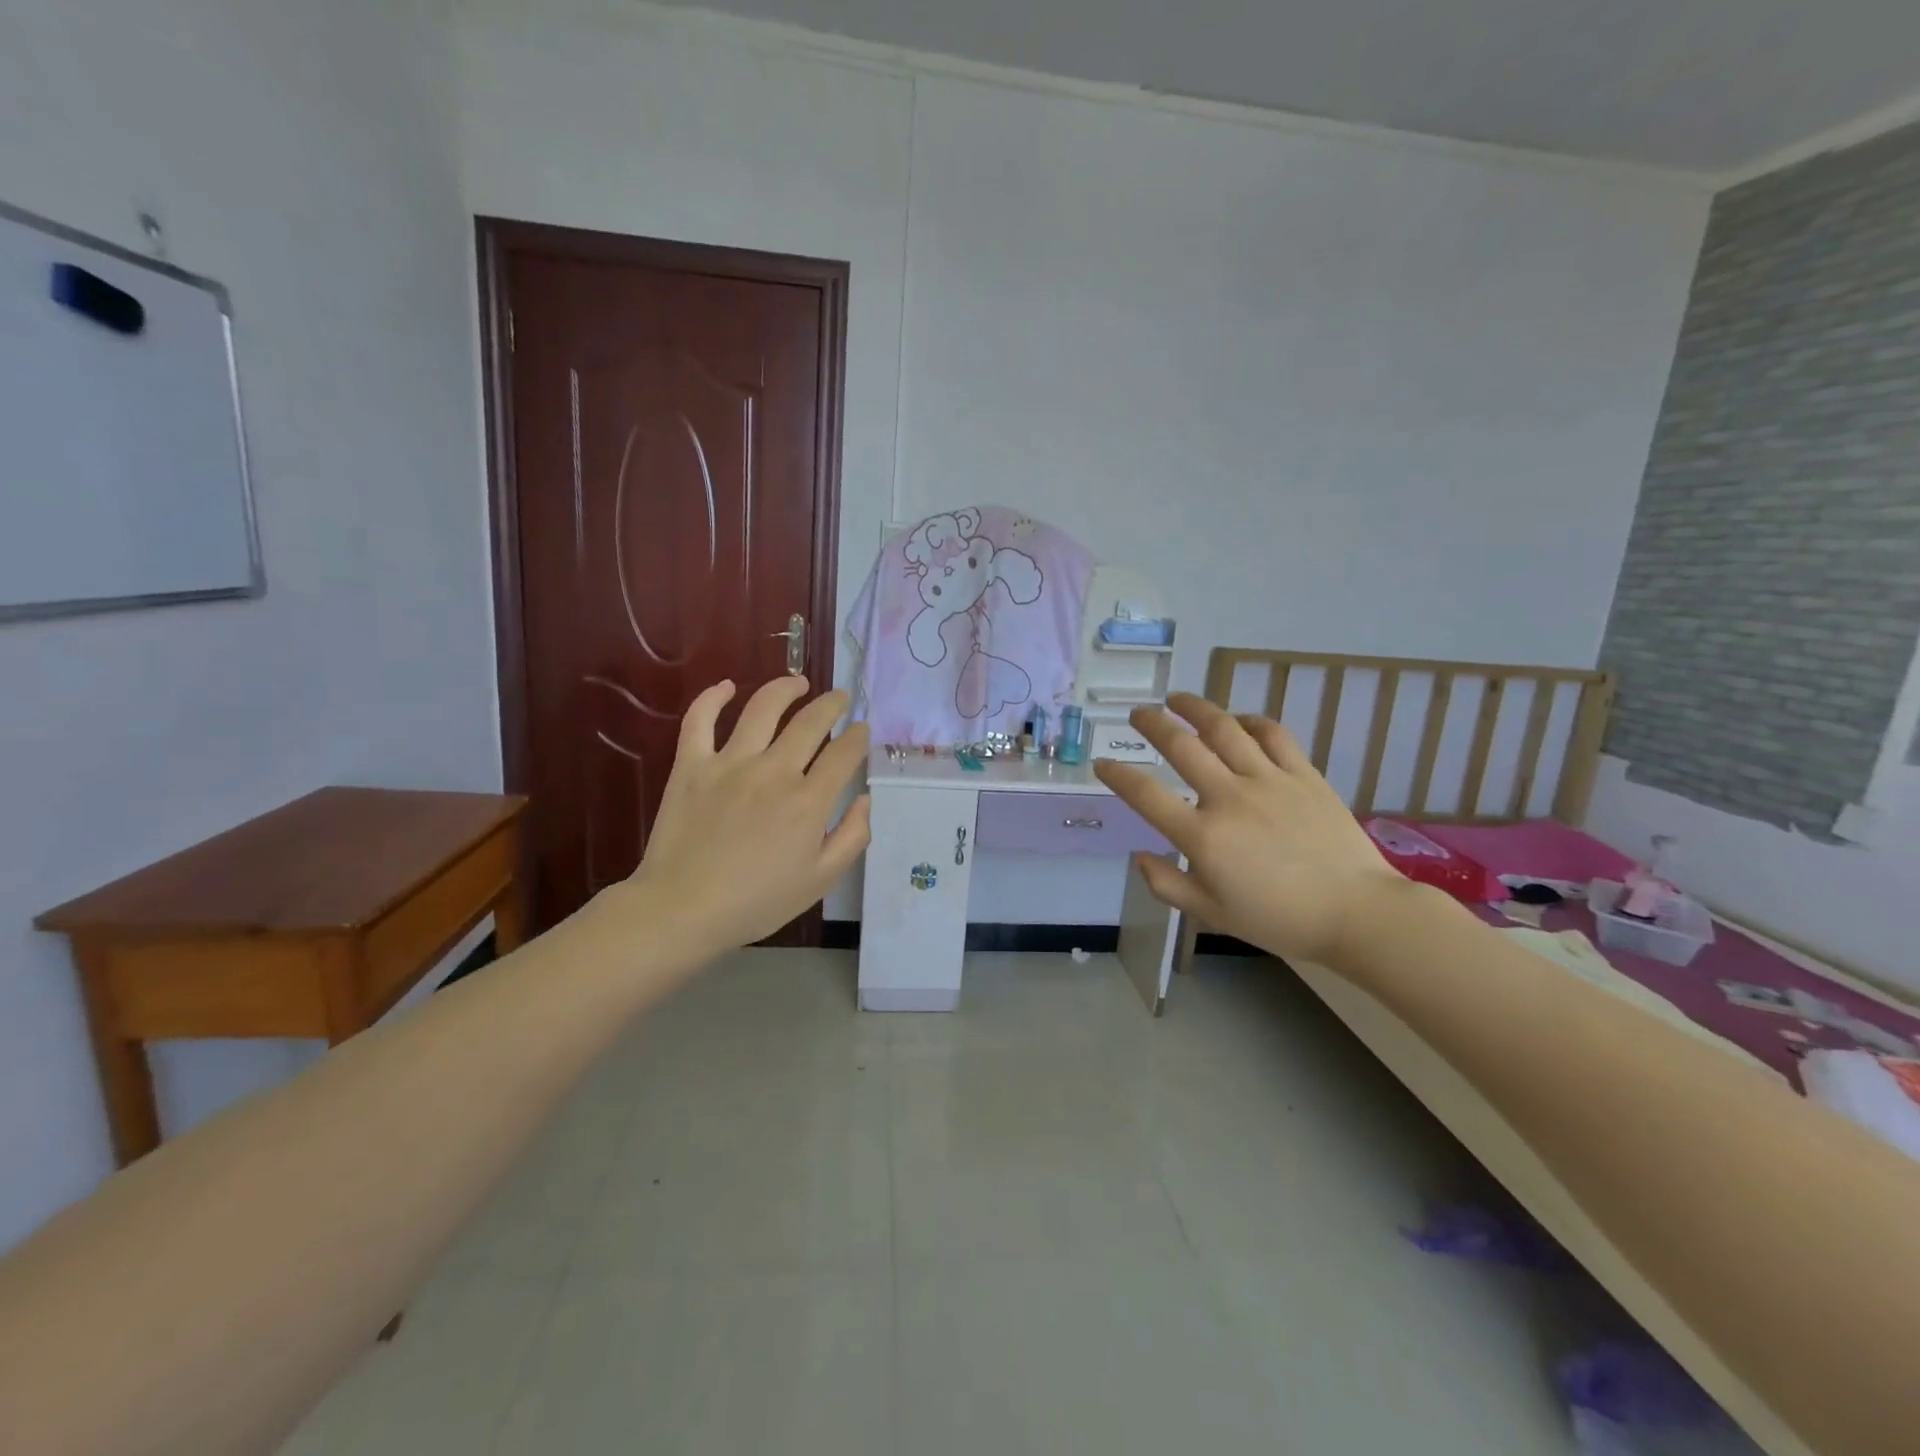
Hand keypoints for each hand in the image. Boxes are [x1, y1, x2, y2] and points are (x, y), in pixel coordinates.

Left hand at [625, 677, 870, 958]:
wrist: (682, 909)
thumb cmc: (757, 901)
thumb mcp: (820, 880)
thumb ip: (851, 837)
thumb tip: (865, 799)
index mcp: (808, 801)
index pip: (844, 753)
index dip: (858, 737)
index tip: (862, 731)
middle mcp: (774, 771)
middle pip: (811, 722)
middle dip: (832, 704)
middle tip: (840, 698)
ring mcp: (730, 763)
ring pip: (763, 708)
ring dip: (786, 688)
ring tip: (798, 682)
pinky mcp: (692, 765)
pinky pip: (700, 720)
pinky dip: (712, 698)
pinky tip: (726, 687)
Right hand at [1094, 693, 1400, 964]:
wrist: (1356, 913)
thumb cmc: (1279, 920)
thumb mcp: (1212, 914)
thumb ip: (1168, 885)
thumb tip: (1139, 857)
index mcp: (1203, 836)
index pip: (1146, 795)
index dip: (1118, 776)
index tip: (1103, 764)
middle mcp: (1229, 798)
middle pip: (1181, 746)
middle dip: (1152, 725)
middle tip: (1138, 714)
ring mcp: (1269, 781)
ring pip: (1224, 729)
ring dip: (1195, 708)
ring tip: (1177, 699)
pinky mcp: (1303, 774)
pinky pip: (1273, 735)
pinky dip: (1251, 721)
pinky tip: (1239, 720)